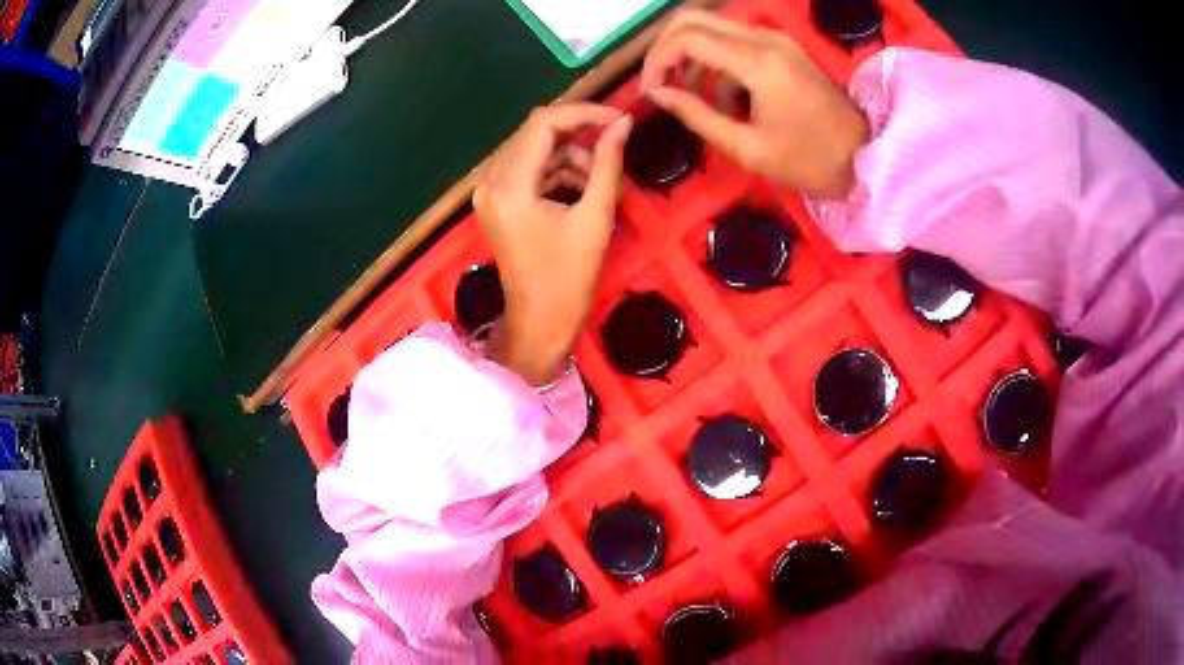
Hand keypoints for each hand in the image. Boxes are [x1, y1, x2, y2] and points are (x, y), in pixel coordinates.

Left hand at [474, 104, 632, 385]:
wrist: (539, 322)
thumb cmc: (569, 278)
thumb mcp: (595, 217)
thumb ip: (608, 163)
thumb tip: (623, 123)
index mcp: (509, 186)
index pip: (543, 123)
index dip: (583, 113)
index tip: (618, 120)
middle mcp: (490, 181)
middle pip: (537, 133)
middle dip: (579, 137)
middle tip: (614, 150)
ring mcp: (489, 191)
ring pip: (536, 150)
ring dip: (571, 158)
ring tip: (600, 185)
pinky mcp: (496, 201)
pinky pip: (530, 170)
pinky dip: (557, 173)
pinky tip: (581, 193)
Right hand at [641, 10, 867, 198]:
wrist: (865, 159)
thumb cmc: (809, 161)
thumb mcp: (747, 148)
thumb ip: (697, 116)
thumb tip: (657, 95)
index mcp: (757, 62)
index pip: (686, 38)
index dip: (656, 61)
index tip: (649, 92)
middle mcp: (764, 38)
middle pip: (693, 18)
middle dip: (666, 48)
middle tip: (658, 83)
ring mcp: (776, 40)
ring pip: (712, 26)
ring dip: (691, 55)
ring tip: (690, 97)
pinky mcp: (783, 48)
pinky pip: (735, 40)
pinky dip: (717, 61)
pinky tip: (724, 98)